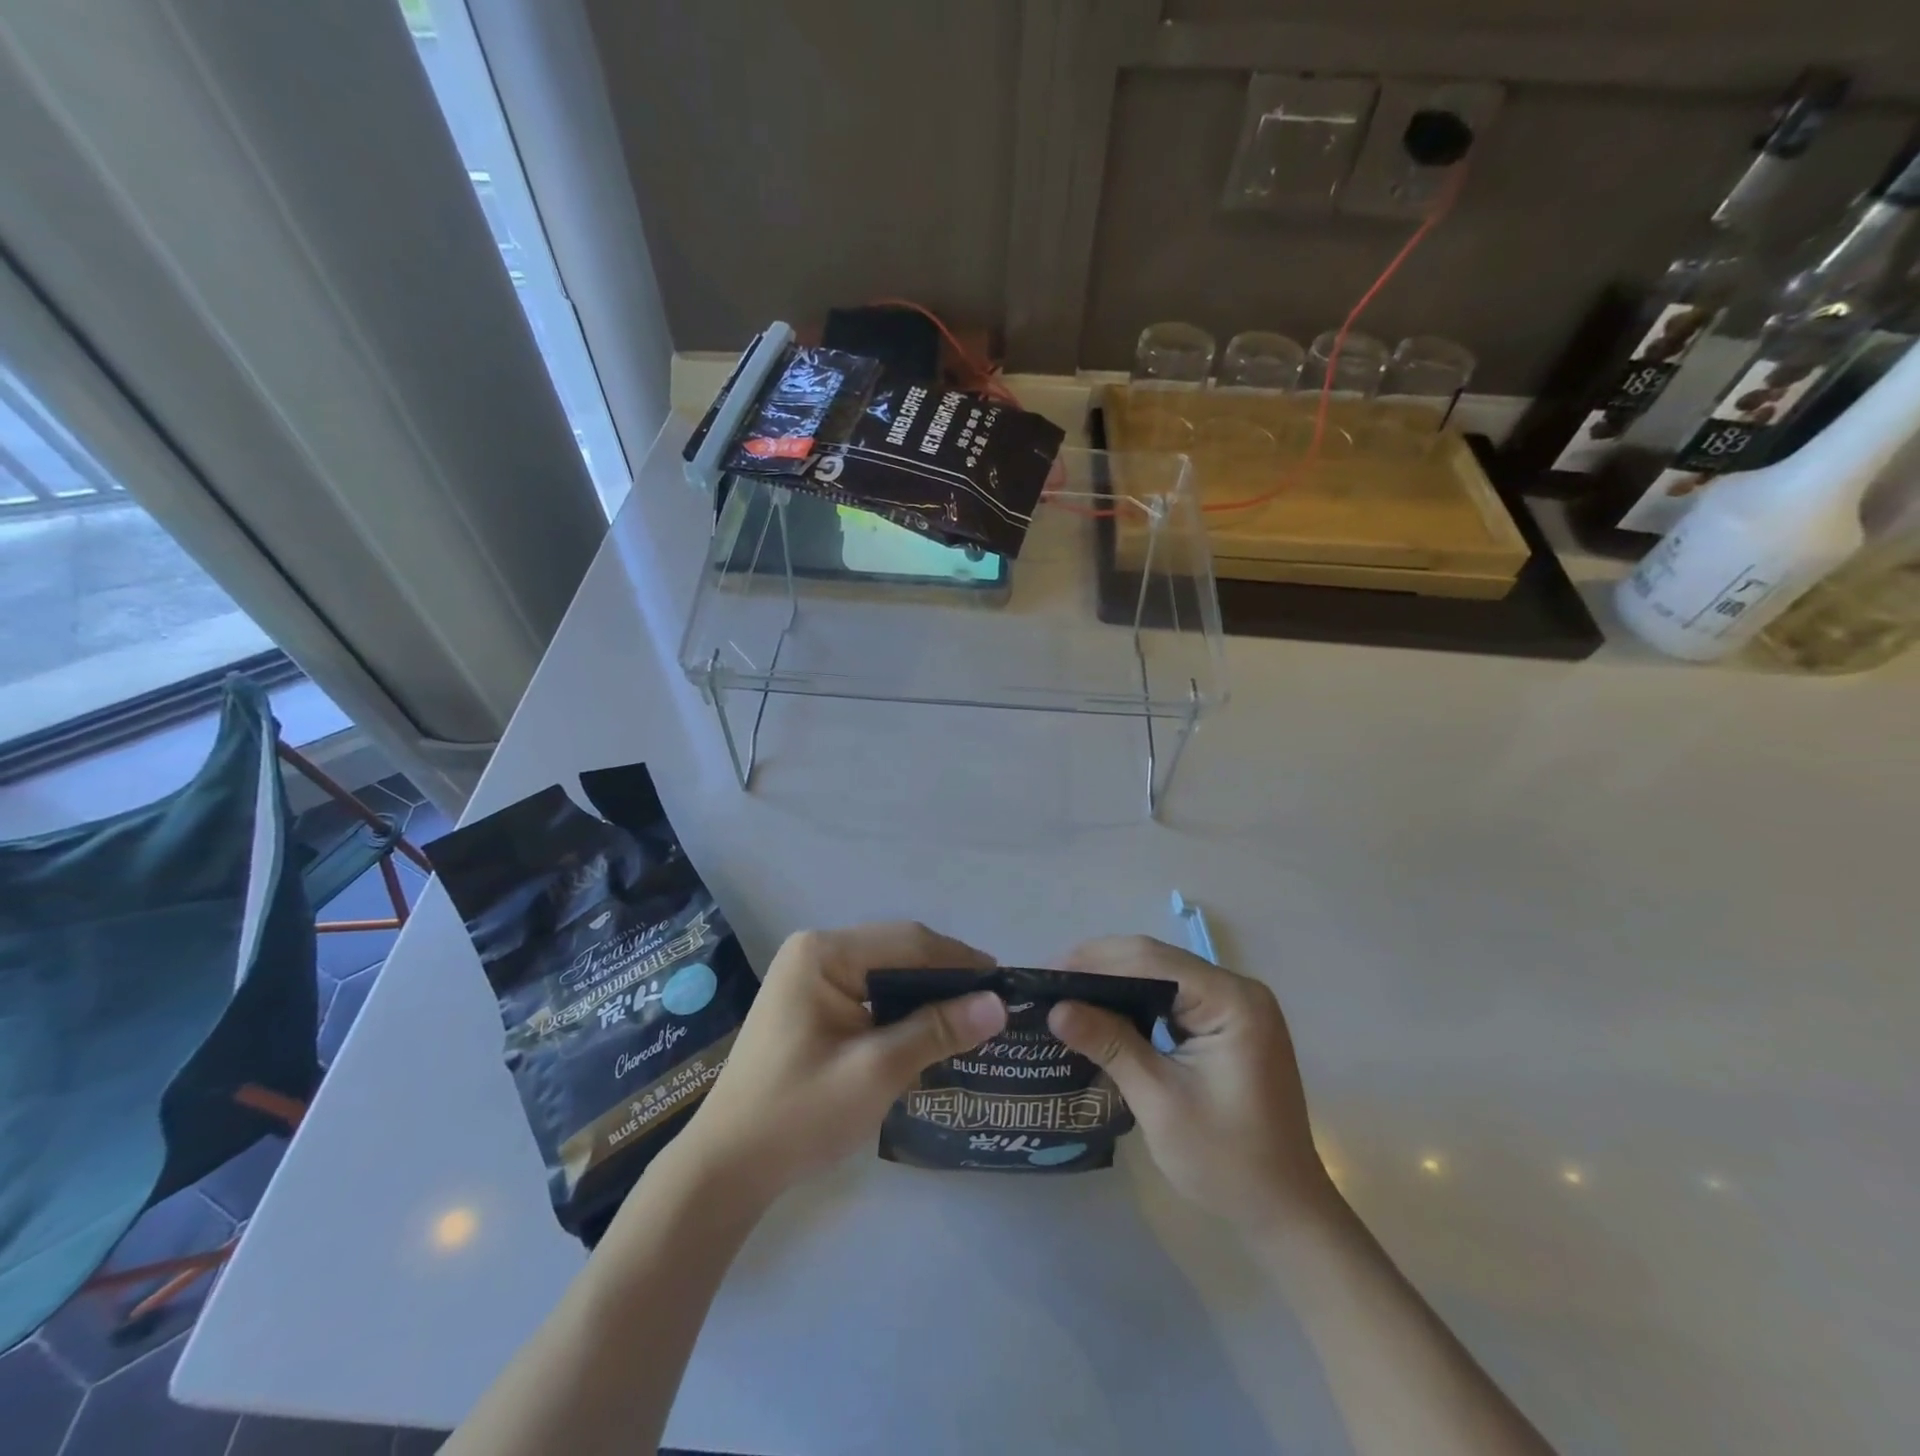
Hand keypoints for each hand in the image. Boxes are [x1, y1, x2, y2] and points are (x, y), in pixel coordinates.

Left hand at [682, 922, 1006, 1200]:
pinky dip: (902, 1009)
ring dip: (926, 995)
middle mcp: (816, 951)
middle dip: (945, 978)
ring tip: (970, 1019)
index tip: (1004, 984)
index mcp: (824, 952)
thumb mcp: (876, 1072)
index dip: (959, 961)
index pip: (908, 942)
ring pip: (886, 974)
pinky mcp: (812, 1003)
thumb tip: (998, 1004)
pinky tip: (928, 1031)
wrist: (727, 1169)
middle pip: (898, 952)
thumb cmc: (798, 1114)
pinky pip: (870, 993)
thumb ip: (936, 1031)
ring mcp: (811, 976)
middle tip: (992, 1008)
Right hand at [1048, 936, 1331, 1231]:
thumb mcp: (1160, 1101)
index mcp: (1232, 1000)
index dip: (1095, 962)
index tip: (1046, 973)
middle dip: (1100, 967)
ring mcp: (1235, 1006)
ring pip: (1161, 975)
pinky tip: (1103, 1010)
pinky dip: (1135, 1000)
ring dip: (1114, 981)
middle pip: (1156, 960)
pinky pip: (1172, 997)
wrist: (1285, 1213)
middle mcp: (1237, 989)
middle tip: (1048, 982)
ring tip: (1065, 991)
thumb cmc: (1227, 1162)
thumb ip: (1110, 1045)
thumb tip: (1055, 1008)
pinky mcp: (1226, 1024)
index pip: (1152, 960)